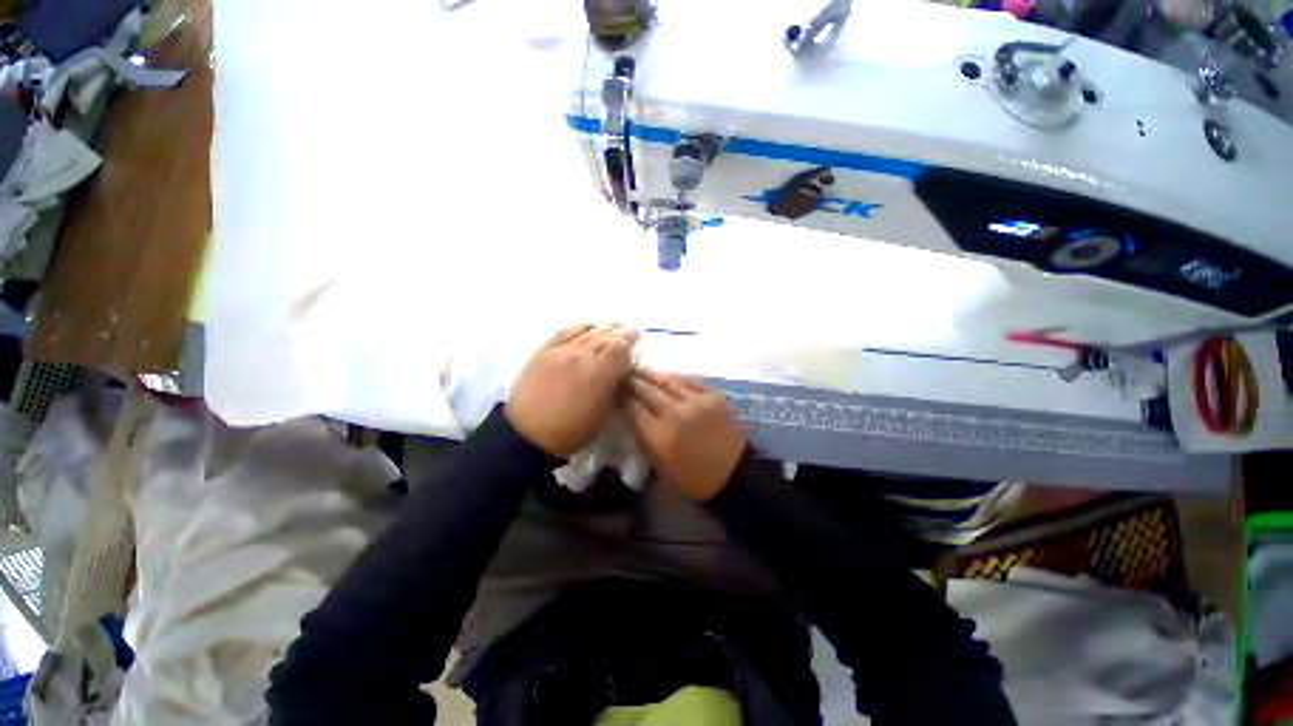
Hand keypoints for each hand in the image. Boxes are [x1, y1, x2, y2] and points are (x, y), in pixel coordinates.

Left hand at [506, 323, 638, 456]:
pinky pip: (565, 332)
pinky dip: (580, 326)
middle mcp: (582, 356)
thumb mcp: (602, 415)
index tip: (638, 335)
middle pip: (606, 336)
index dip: (631, 339)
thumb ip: (615, 388)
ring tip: (613, 325)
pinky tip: (587, 325)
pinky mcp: (544, 351)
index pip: (620, 346)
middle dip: (620, 332)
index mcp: (599, 373)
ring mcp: (561, 351)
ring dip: (603, 327)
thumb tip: (621, 372)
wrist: (527, 434)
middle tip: (629, 329)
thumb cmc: (571, 430)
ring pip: (587, 332)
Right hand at [626, 370, 745, 501]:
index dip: (624, 399)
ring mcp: (696, 402)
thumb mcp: (660, 467)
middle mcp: (675, 414)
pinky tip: (667, 376)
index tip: (617, 393)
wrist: (732, 474)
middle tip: (625, 375)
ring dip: (652, 376)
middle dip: (633, 382)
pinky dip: (675, 378)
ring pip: (667, 382)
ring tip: (641, 371)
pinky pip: (689, 381)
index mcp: (660, 436)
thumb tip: (634, 417)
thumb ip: (644, 440)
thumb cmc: (693, 478)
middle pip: (648, 391)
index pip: (634, 410)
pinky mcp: (712, 396)